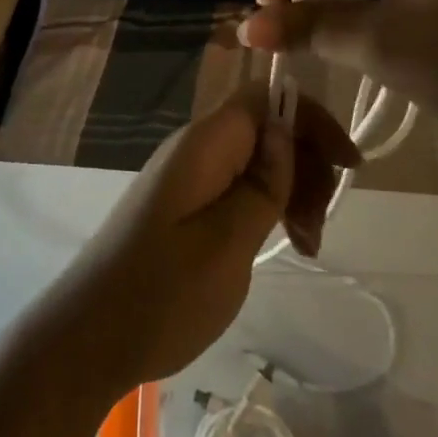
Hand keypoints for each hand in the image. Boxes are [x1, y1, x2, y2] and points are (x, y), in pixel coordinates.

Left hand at [29, 91, 358, 409]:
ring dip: (291, 192)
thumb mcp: (227, 242)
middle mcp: (194, 150)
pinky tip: (282, 244)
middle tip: (319, 228)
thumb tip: (286, 129)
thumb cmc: (161, 294)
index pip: (265, 98)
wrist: (87, 338)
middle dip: (306, 166)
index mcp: (203, 145)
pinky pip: (236, 188)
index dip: (311, 120)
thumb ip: (262, 184)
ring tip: (307, 246)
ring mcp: (186, 179)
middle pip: (265, 130)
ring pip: (255, 162)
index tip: (350, 166)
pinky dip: (267, 209)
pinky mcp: (182, 207)